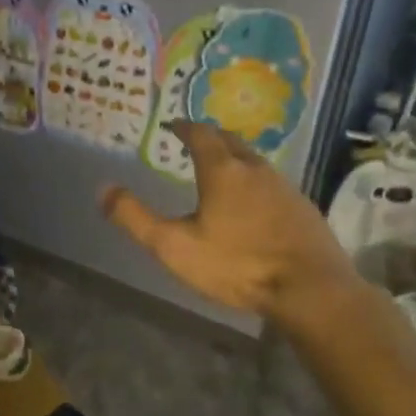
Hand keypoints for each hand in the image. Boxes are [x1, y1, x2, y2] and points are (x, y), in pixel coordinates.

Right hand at [100, 122, 360, 318]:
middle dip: (210, 138)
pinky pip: (272, 183)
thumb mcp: (174, 246)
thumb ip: (136, 218)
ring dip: (234, 158)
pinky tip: (253, 203)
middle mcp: (255, 169)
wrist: (311, 290)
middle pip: (231, 141)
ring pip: (254, 161)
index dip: (184, 127)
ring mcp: (285, 187)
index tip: (172, 125)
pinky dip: (254, 182)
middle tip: (194, 142)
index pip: (200, 134)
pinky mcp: (304, 208)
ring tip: (220, 170)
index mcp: (222, 171)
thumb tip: (103, 189)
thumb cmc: (237, 265)